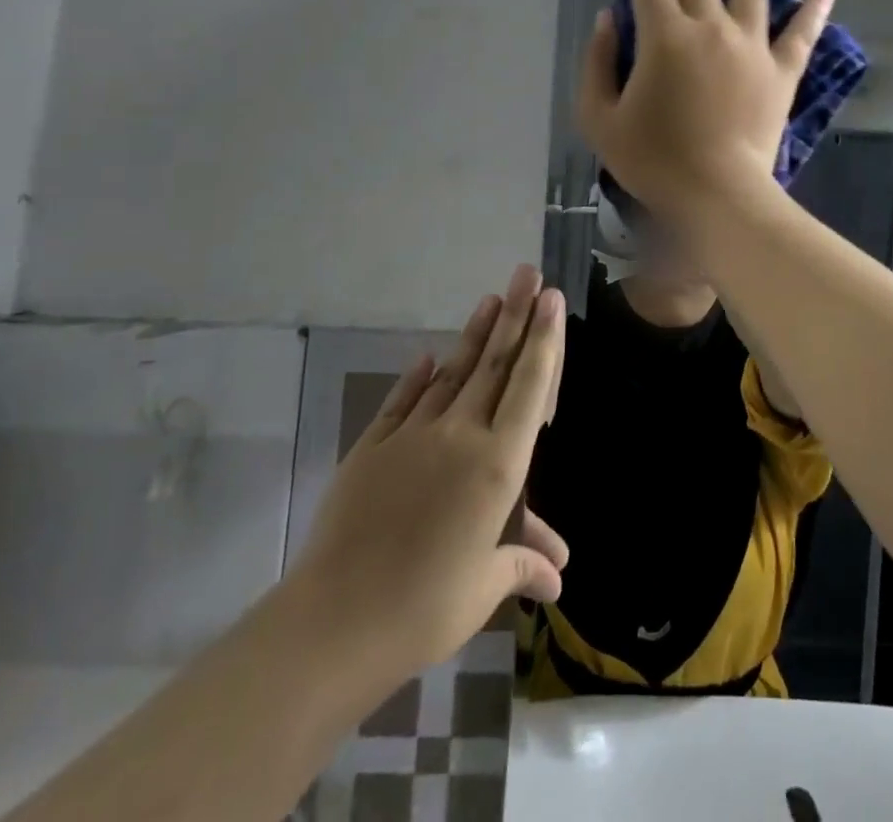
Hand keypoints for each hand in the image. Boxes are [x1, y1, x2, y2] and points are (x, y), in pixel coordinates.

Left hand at [284, 265, 568, 684]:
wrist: (335, 620)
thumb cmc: (425, 607)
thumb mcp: (483, 588)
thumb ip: (520, 565)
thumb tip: (557, 578)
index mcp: (497, 464)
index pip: (529, 387)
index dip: (543, 340)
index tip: (551, 298)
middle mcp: (460, 435)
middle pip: (494, 365)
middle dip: (515, 315)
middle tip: (528, 273)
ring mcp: (413, 435)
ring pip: (453, 372)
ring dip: (475, 334)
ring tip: (491, 298)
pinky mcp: (373, 446)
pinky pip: (403, 401)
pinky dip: (418, 376)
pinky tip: (429, 355)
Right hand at [577, 0, 833, 220]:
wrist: (717, 194)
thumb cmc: (652, 160)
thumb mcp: (600, 117)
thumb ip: (596, 62)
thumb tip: (607, 18)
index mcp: (664, 36)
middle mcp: (710, 28)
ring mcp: (751, 47)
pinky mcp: (781, 72)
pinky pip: (801, 36)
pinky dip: (813, 13)